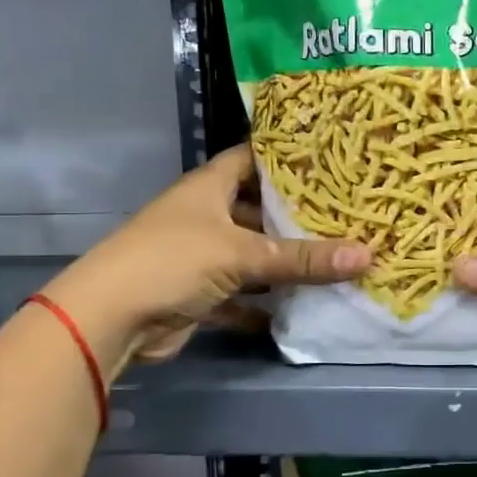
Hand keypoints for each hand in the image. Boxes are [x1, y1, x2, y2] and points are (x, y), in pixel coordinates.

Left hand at [43, 145, 368, 368]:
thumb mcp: (241, 253)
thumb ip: (302, 258)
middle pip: (257, 209)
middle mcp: (204, 216)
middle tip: (347, 215)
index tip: (330, 158)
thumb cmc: (172, 261)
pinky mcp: (198, 295)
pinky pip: (241, 297)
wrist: (109, 319)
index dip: (286, 156)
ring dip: (283, 264)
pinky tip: (300, 309)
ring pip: (252, 256)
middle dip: (296, 216)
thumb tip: (367, 255)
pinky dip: (264, 306)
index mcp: (209, 187)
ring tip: (336, 259)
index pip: (252, 158)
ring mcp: (200, 256)